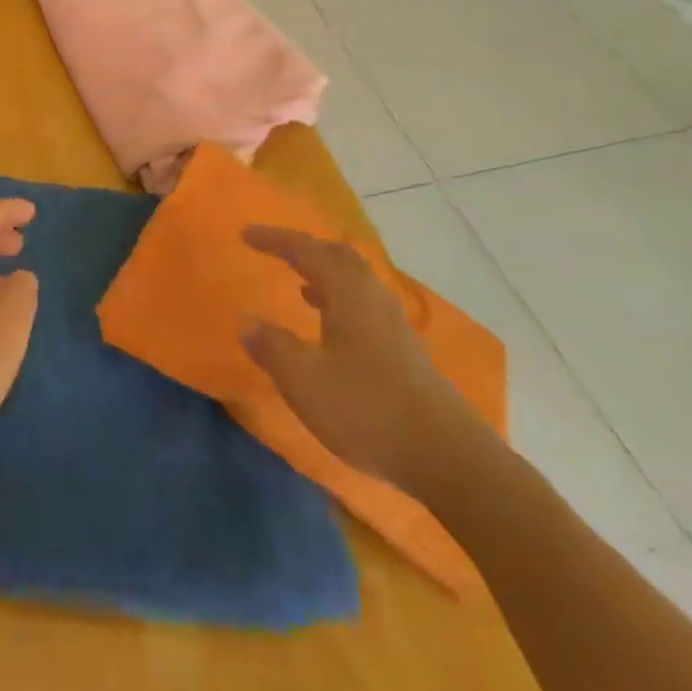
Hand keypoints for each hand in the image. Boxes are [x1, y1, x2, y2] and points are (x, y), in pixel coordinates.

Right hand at [240, 225, 482, 497]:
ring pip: (355, 280)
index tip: (245, 233)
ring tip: (301, 285)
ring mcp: (394, 323)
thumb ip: (272, 348)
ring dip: (326, 274)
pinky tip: (331, 328)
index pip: (305, 250)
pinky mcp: (405, 349)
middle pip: (338, 255)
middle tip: (278, 251)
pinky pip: (365, 304)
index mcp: (347, 292)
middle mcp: (372, 296)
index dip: (274, 239)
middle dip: (306, 248)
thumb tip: (247, 322)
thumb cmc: (367, 409)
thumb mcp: (304, 381)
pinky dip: (341, 300)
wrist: (447, 457)